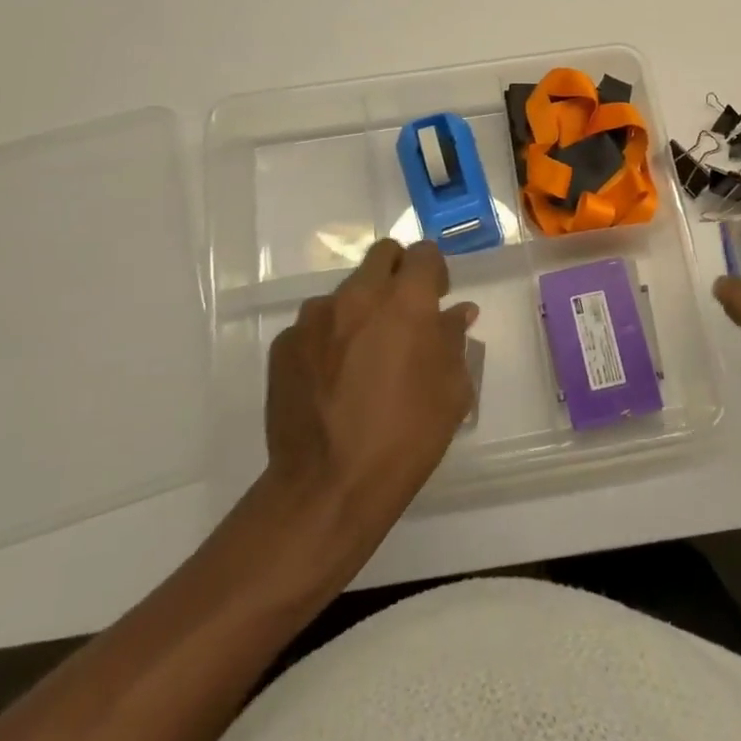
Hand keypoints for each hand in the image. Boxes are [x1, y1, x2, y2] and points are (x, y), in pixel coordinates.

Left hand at [264, 238, 478, 532]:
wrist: (328, 486)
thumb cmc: (406, 437)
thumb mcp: (451, 391)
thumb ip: (453, 340)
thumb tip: (455, 313)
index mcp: (405, 301)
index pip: (424, 254)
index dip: (434, 271)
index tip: (436, 298)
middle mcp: (358, 295)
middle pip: (382, 255)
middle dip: (398, 273)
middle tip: (403, 313)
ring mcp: (315, 317)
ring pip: (346, 291)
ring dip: (361, 308)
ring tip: (363, 356)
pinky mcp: (285, 344)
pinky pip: (315, 325)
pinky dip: (329, 338)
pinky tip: (333, 379)